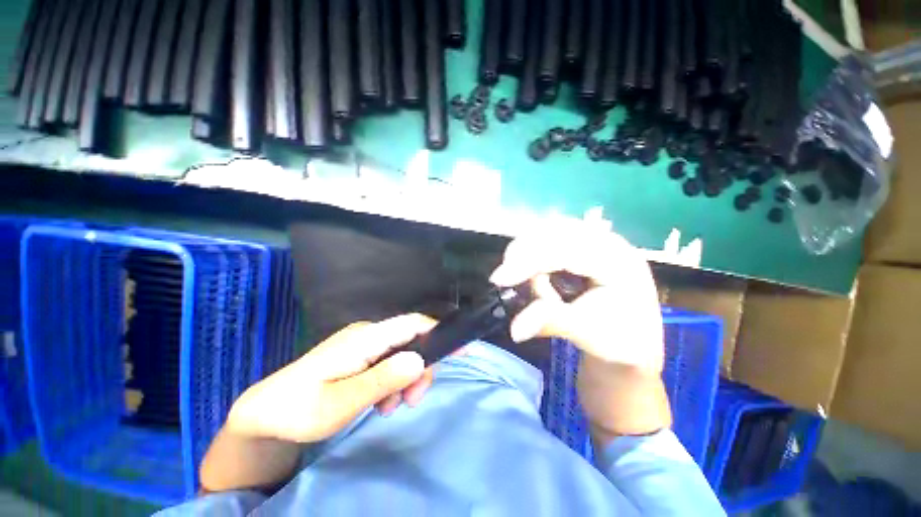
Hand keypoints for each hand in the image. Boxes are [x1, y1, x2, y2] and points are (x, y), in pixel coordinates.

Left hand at [226, 314, 437, 443]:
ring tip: (391, 407)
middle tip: (412, 400)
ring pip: (401, 353)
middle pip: (411, 340)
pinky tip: (381, 402)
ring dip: (405, 378)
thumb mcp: (341, 403)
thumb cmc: (299, 410)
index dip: (440, 331)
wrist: (264, 413)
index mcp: (365, 338)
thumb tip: (420, 361)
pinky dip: (393, 381)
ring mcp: (363, 345)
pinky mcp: (359, 356)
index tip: (462, 348)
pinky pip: (388, 362)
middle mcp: (368, 334)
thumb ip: (382, 380)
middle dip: (419, 368)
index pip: (413, 324)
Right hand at [490, 223, 669, 438]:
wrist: (634, 342)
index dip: (528, 263)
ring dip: (529, 254)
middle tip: (506, 279)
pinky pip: (551, 238)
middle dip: (525, 255)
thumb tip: (515, 330)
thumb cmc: (617, 341)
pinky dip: (534, 253)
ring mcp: (597, 240)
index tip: (497, 279)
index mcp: (619, 263)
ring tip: (531, 285)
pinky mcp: (585, 244)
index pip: (565, 252)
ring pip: (549, 231)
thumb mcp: (588, 334)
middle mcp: (609, 243)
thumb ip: (552, 322)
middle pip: (554, 232)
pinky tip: (534, 271)